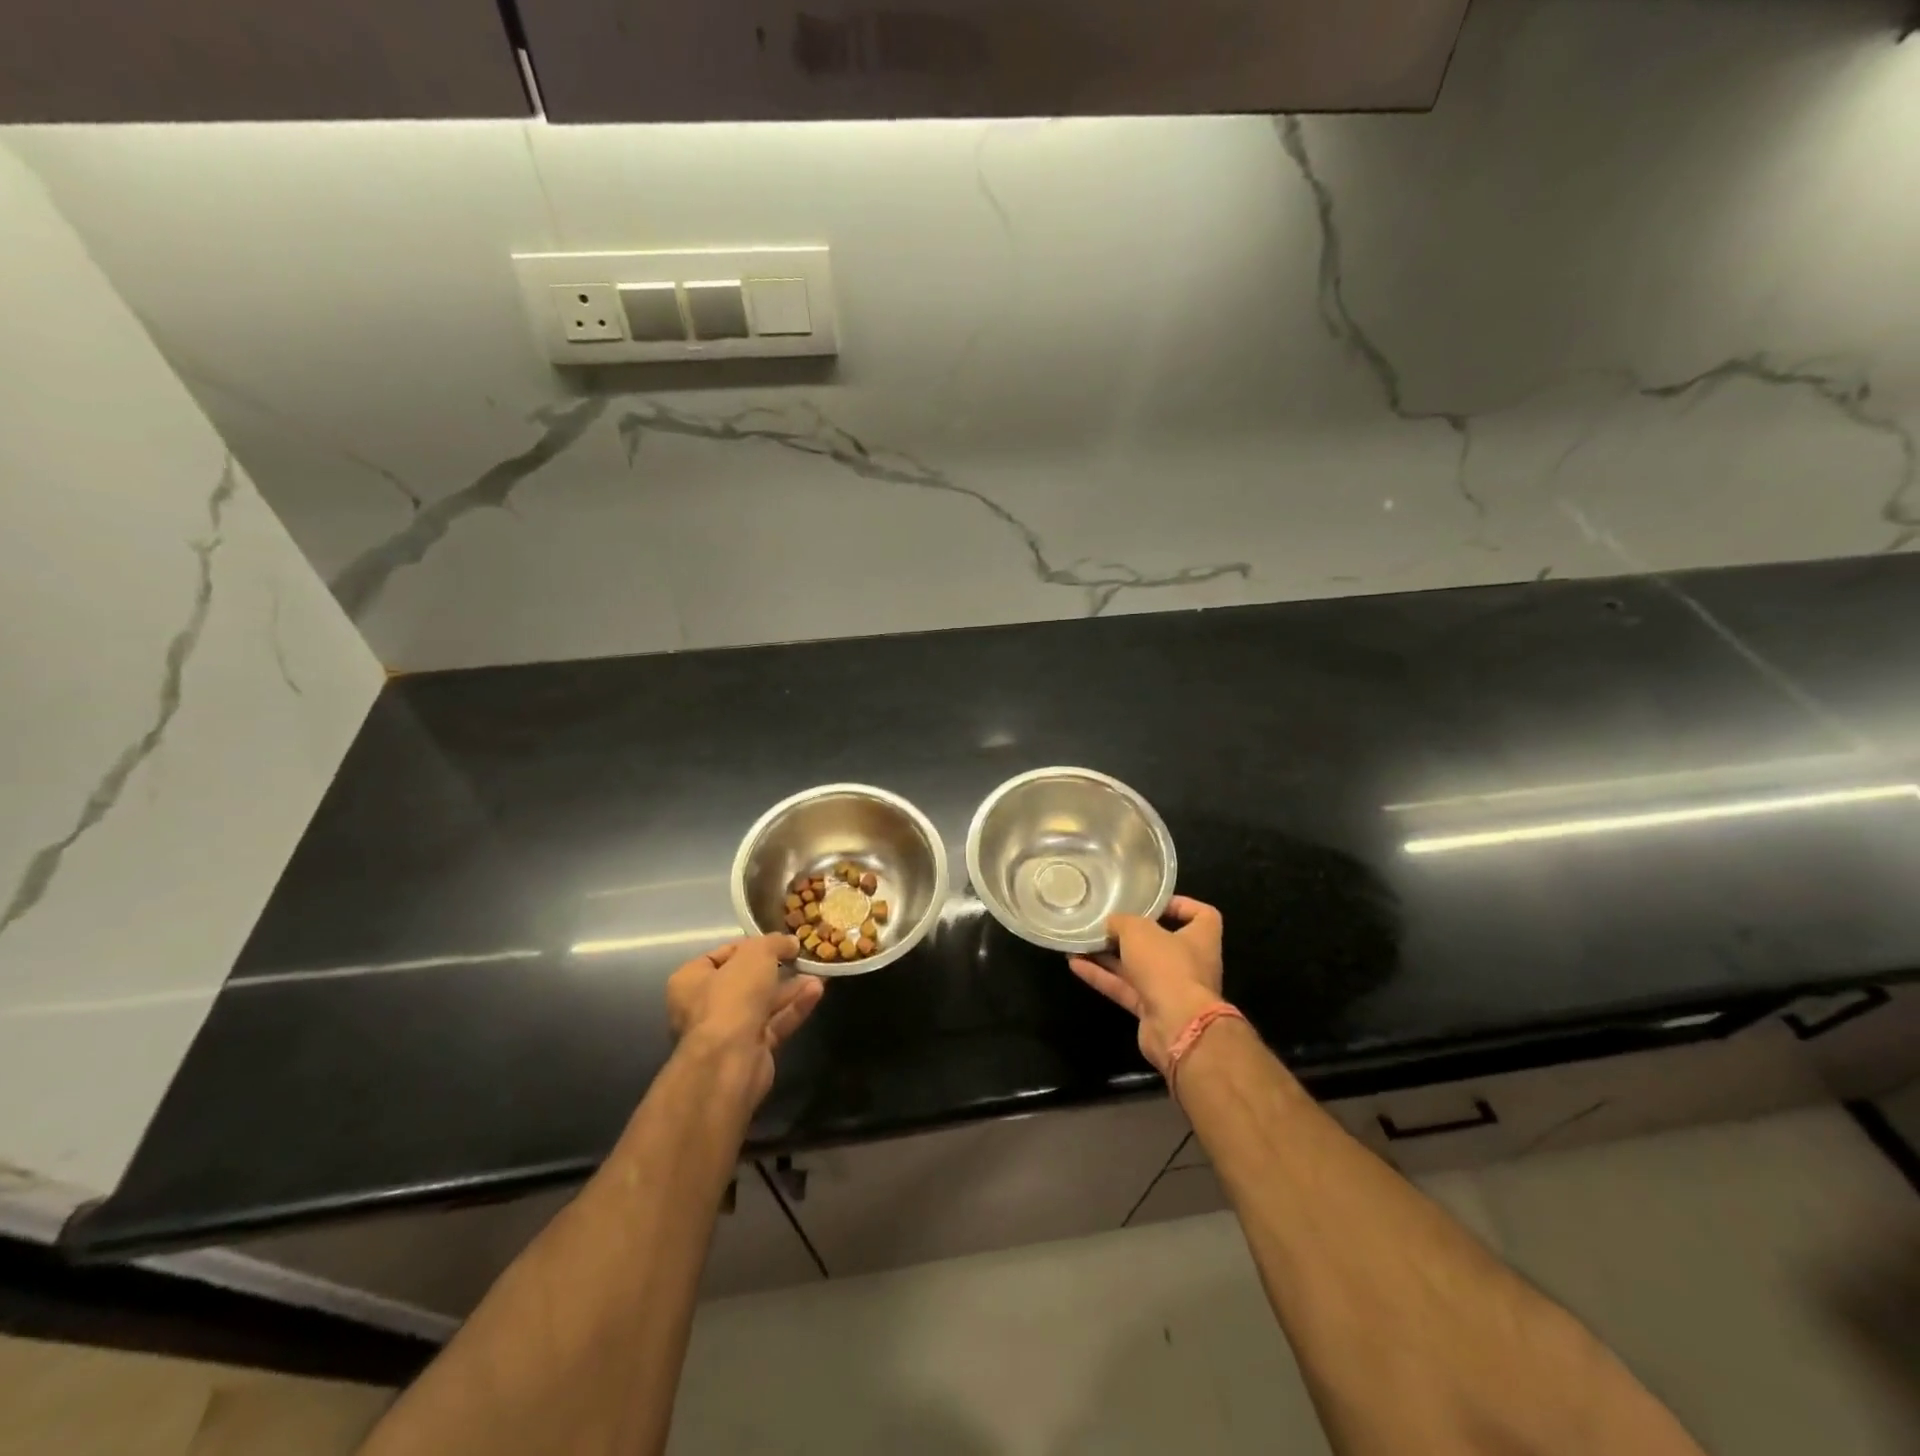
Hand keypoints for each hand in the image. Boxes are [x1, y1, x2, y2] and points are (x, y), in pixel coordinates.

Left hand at [666, 934, 824, 1104]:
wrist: (730, 1060)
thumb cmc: (733, 996)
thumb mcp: (756, 954)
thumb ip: (774, 943)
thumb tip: (790, 942)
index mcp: (691, 980)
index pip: (721, 955)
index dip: (750, 946)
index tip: (777, 941)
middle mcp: (704, 1006)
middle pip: (745, 981)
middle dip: (776, 968)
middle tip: (801, 957)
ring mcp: (728, 1031)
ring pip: (764, 1003)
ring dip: (790, 988)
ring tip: (818, 973)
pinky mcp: (751, 1051)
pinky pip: (775, 1023)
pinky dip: (794, 1008)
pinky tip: (816, 992)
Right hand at [1069, 896, 1226, 1075]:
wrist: (1176, 1027)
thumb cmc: (1167, 966)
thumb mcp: (1139, 931)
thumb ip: (1122, 922)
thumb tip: (1111, 925)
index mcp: (1201, 938)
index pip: (1202, 915)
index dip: (1180, 905)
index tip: (1153, 902)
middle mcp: (1189, 963)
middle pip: (1161, 942)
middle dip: (1133, 933)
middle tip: (1107, 922)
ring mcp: (1170, 988)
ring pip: (1137, 967)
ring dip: (1109, 955)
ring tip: (1082, 941)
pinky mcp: (1152, 1010)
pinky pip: (1124, 988)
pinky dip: (1101, 977)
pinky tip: (1075, 964)